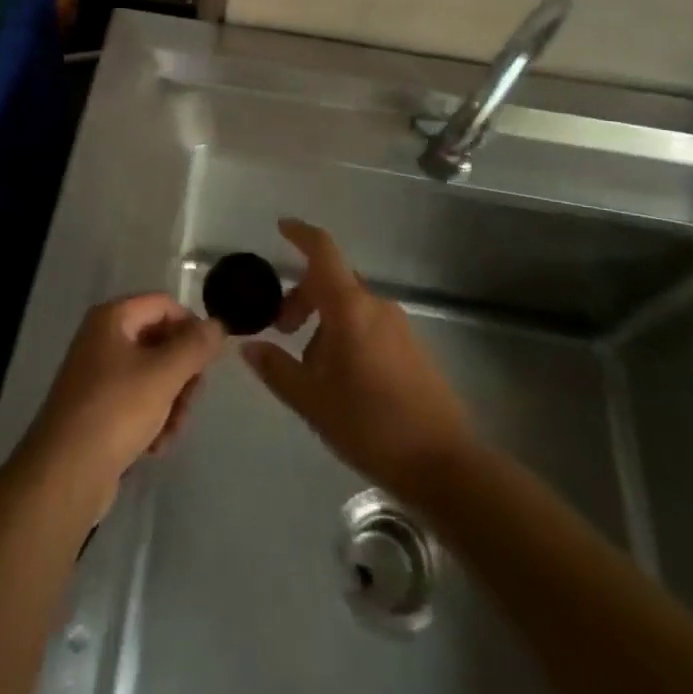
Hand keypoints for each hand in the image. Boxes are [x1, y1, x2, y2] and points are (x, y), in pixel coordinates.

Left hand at [21, 294, 224, 509]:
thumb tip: (218, 325)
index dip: (191, 326)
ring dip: (171, 403)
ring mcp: (99, 375)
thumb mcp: (163, 374)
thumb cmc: (116, 411)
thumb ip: (195, 346)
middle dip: (182, 374)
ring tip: (171, 432)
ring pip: (153, 376)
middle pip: (160, 342)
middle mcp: (103, 339)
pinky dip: (152, 421)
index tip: (209, 359)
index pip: (164, 305)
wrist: (65, 475)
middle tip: (191, 400)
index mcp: (112, 318)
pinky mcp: (99, 410)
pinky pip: (137, 403)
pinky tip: (155, 447)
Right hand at [242, 219, 474, 499]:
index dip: (300, 234)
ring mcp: (398, 325)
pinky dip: (346, 334)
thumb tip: (249, 346)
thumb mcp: (311, 401)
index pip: (322, 251)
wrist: (443, 464)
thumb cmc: (370, 425)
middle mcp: (375, 305)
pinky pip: (369, 324)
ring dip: (323, 321)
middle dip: (302, 296)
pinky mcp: (412, 347)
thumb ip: (276, 368)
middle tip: (281, 329)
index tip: (280, 228)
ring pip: (350, 305)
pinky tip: (340, 378)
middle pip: (332, 280)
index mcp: (350, 307)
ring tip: (310, 367)